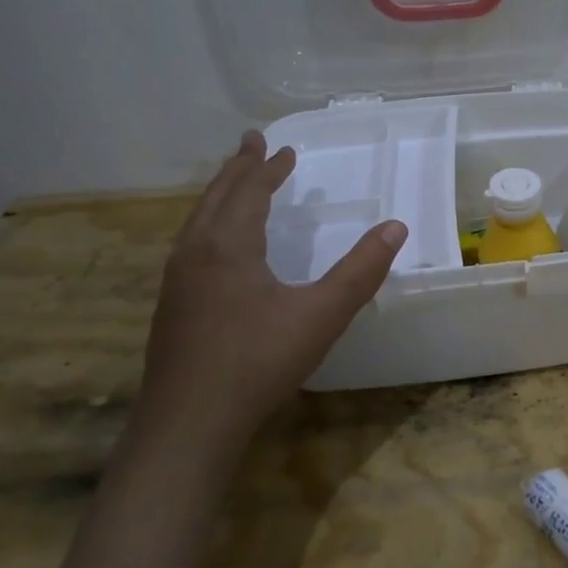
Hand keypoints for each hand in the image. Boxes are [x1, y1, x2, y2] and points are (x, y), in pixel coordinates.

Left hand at [135, 131, 406, 458]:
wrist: (189, 423)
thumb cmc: (258, 361)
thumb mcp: (322, 315)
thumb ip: (361, 270)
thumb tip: (396, 227)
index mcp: (228, 246)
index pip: (249, 191)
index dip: (268, 169)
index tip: (285, 149)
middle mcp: (195, 253)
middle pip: (216, 197)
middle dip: (237, 169)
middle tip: (251, 144)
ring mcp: (177, 282)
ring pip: (198, 221)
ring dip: (220, 195)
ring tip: (235, 184)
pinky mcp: (171, 307)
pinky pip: (191, 245)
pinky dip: (209, 224)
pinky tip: (217, 246)